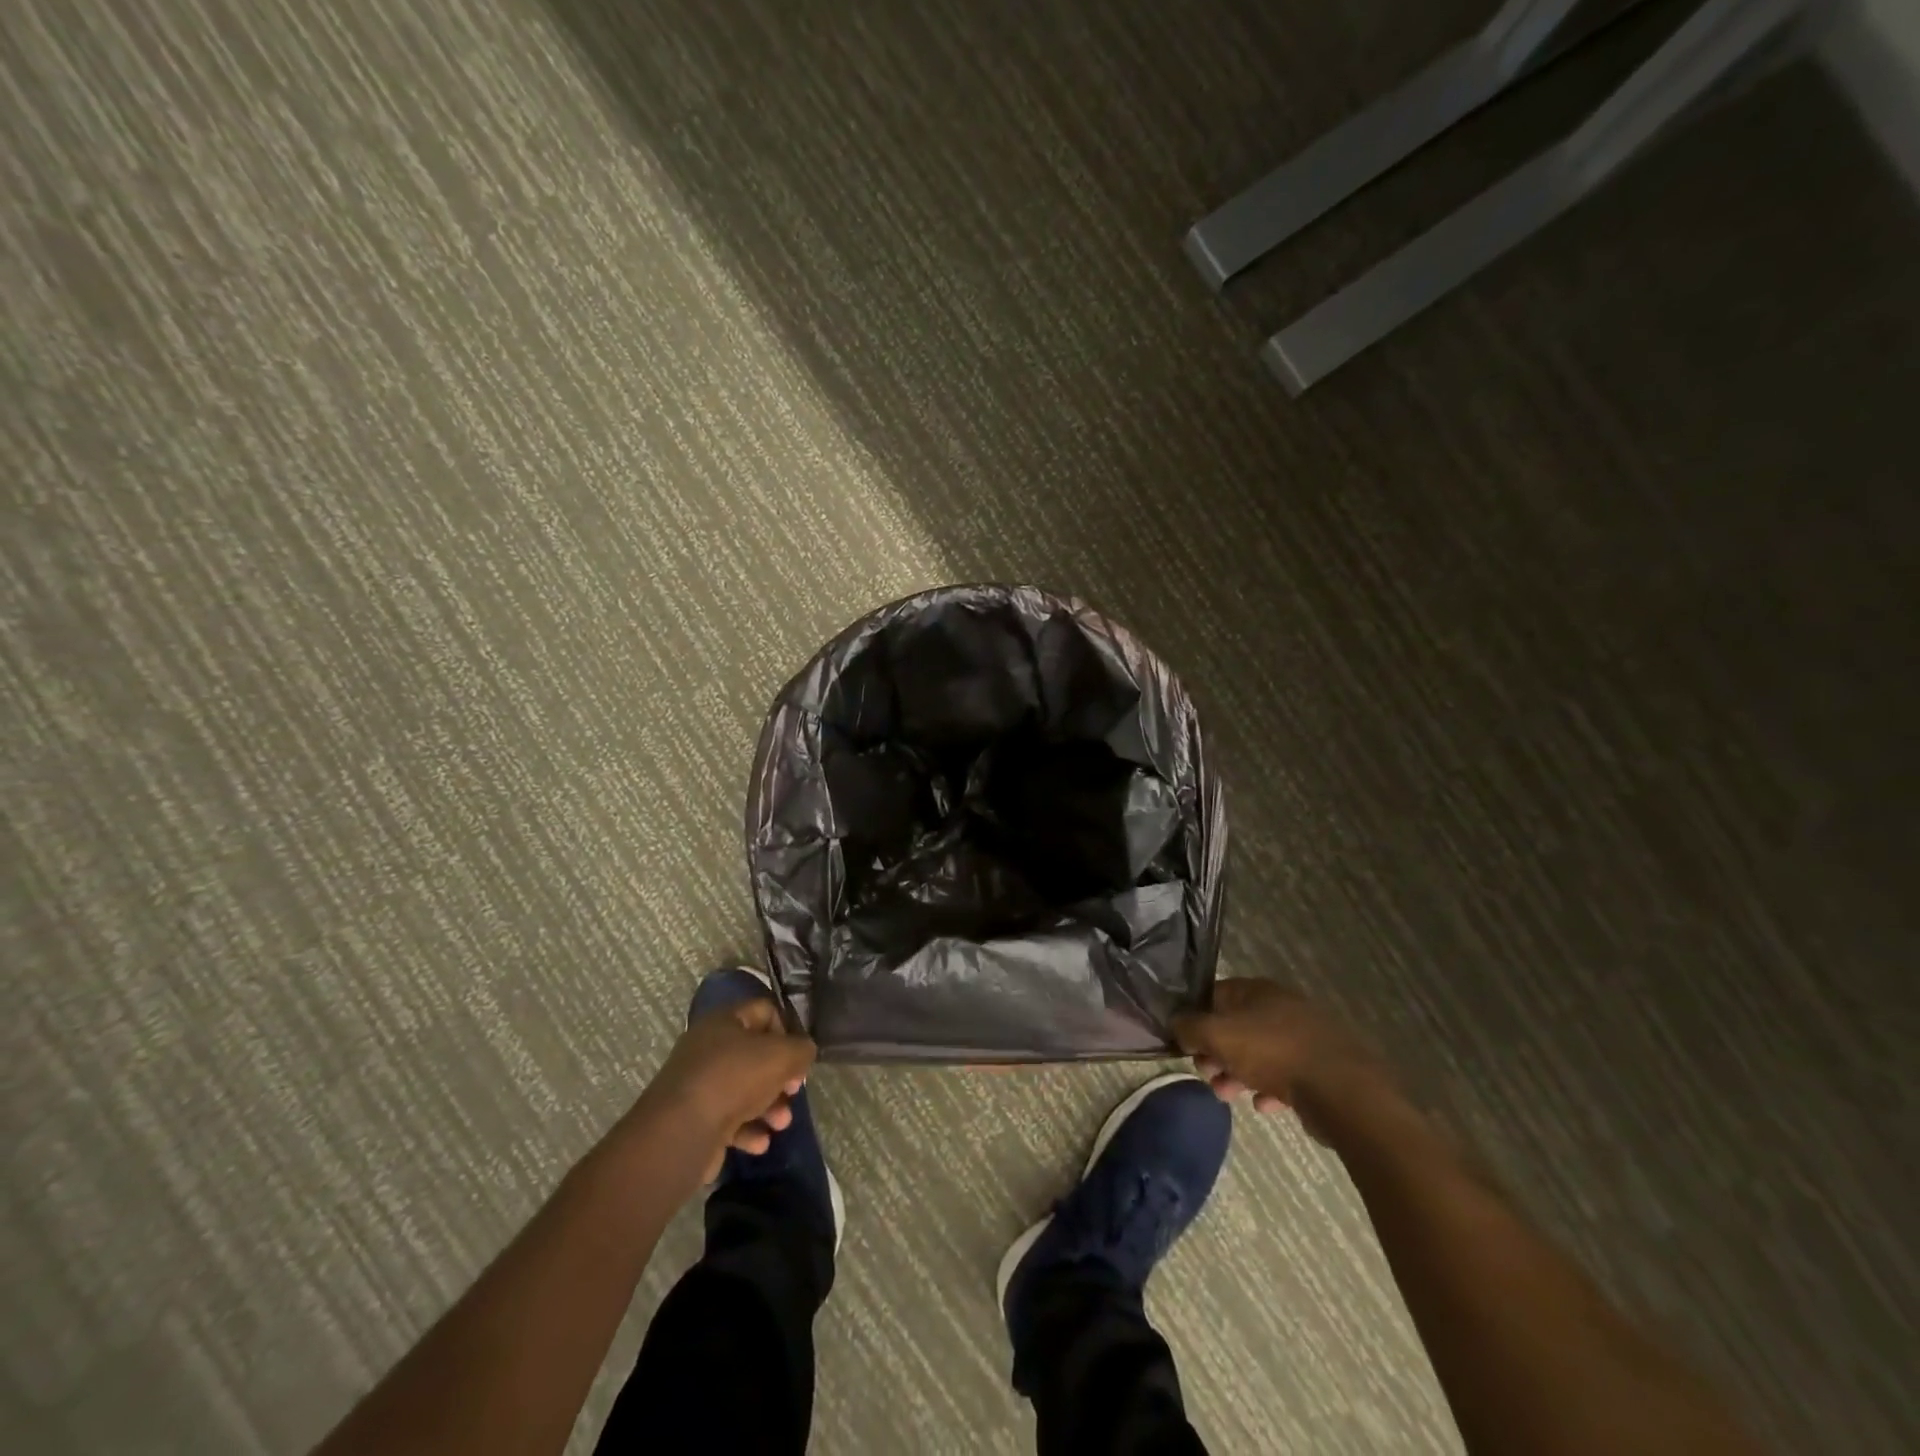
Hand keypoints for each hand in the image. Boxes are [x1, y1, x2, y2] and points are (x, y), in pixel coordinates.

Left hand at [643, 997, 816, 1180]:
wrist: (680, 1133)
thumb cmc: (734, 1079)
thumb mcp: (782, 1056)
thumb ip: (802, 1049)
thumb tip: (803, 1053)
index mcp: (725, 1022)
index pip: (764, 1011)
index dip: (787, 1030)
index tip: (798, 1056)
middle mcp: (708, 1048)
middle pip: (755, 1055)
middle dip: (780, 1077)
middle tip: (793, 1092)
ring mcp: (698, 1085)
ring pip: (744, 1090)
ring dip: (769, 1107)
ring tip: (781, 1124)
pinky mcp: (693, 1119)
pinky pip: (728, 1120)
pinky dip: (748, 1130)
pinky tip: (760, 1143)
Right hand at [1173, 980, 1390, 1128]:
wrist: (1343, 1091)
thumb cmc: (1273, 1053)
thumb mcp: (1217, 1035)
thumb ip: (1189, 1027)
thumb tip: (1177, 1025)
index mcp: (1258, 990)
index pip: (1215, 995)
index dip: (1196, 1018)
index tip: (1187, 1045)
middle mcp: (1282, 1006)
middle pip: (1237, 1026)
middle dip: (1216, 1053)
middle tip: (1207, 1075)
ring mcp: (1306, 1037)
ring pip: (1260, 1053)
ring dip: (1238, 1074)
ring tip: (1228, 1096)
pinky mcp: (1322, 1067)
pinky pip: (1286, 1075)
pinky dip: (1270, 1088)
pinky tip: (1264, 1106)